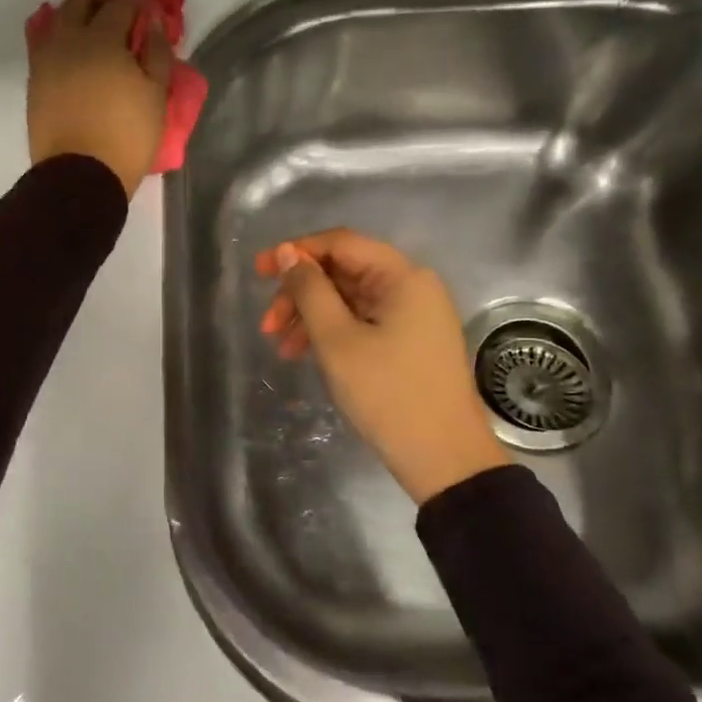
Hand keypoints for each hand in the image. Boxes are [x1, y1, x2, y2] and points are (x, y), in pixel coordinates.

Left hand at [27, 0, 171, 198]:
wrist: (80, 176)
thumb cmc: (126, 137)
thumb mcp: (156, 97)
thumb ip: (157, 53)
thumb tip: (153, 23)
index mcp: (102, 39)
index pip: (120, 4)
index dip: (138, 3)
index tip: (150, 13)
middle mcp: (68, 39)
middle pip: (81, 1)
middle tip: (122, 13)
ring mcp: (46, 59)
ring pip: (58, 20)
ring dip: (78, 15)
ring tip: (96, 31)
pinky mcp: (35, 81)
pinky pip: (45, 45)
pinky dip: (61, 38)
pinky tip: (75, 52)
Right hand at [257, 230, 511, 504]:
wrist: (442, 457)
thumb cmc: (387, 393)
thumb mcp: (337, 340)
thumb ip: (309, 291)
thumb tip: (288, 254)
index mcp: (402, 276)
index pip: (341, 244)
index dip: (296, 252)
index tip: (259, 272)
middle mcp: (413, 287)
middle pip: (345, 272)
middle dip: (301, 294)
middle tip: (268, 326)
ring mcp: (415, 316)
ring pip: (351, 301)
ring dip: (312, 317)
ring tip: (283, 349)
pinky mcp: (412, 342)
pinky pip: (364, 323)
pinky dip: (334, 333)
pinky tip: (307, 355)